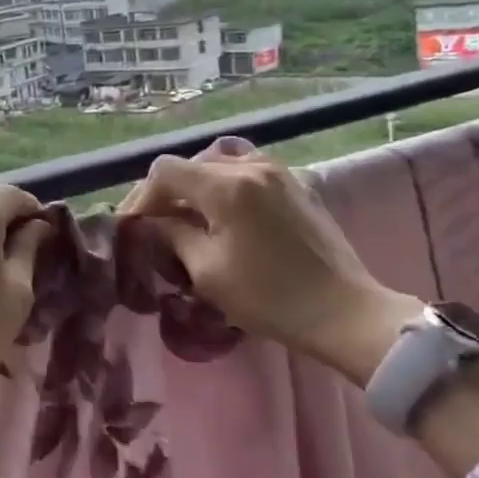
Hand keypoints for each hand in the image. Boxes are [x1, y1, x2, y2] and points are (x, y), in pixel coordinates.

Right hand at [119, 138, 419, 385]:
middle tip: (156, 227)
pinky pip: (248, 171)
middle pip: (192, 165)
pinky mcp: (297, 186)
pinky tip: (225, 216)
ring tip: (190, 219)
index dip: (142, 196)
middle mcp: (251, 166)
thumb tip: (150, 223)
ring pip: (220, 164)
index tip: (134, 227)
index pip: (165, 171)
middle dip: (167, 193)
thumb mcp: (206, 271)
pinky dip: (226, 186)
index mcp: (226, 185)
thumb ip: (172, 236)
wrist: (345, 313)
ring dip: (198, 187)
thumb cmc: (270, 297)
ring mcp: (279, 173)